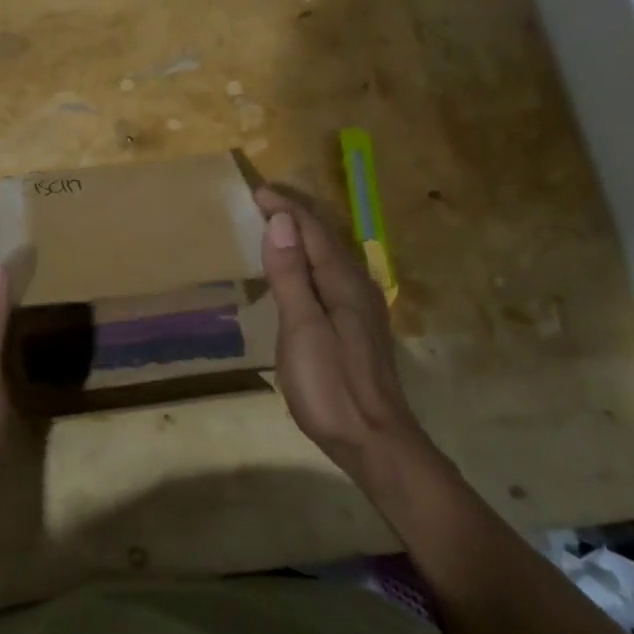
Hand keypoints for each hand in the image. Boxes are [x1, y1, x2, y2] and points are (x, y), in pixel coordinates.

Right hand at [255, 183, 439, 491]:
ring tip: (278, 223)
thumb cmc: (332, 387)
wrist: (376, 441)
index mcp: (343, 282)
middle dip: (296, 213)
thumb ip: (291, 276)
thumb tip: (281, 221)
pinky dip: (310, 257)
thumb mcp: (303, 330)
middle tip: (265, 198)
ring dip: (304, 233)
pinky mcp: (358, 324)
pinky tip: (301, 269)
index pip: (311, 230)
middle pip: (325, 236)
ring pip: (330, 254)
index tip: (257, 192)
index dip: (285, 208)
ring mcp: (361, 305)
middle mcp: (357, 285)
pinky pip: (331, 273)